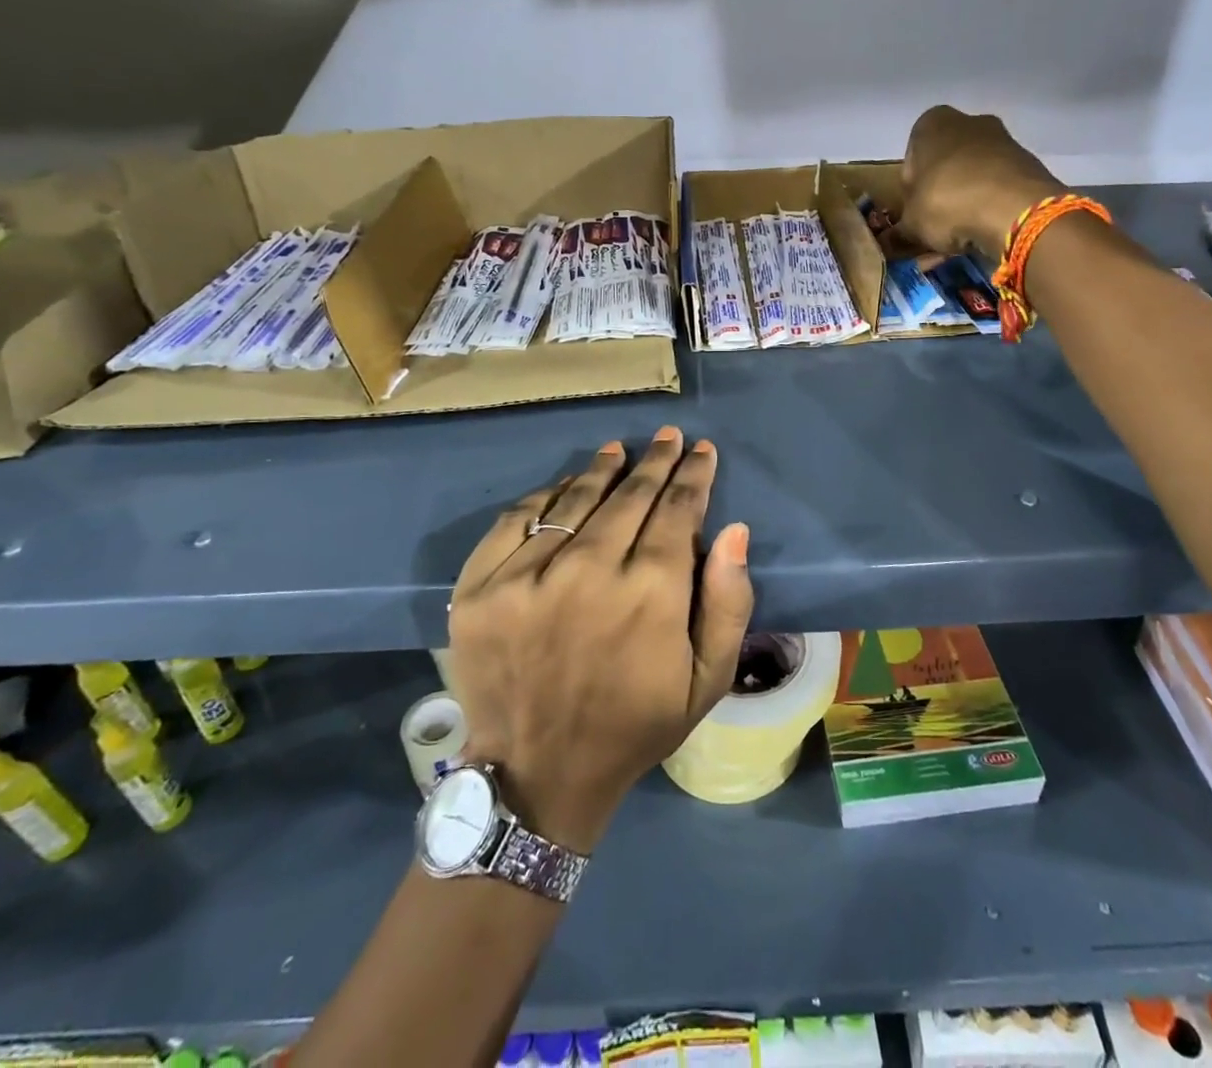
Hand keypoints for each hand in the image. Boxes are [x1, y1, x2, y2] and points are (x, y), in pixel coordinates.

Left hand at [444, 428, 753, 855]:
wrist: (538, 774)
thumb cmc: (634, 726)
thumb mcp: (705, 681)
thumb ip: (728, 603)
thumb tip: (733, 530)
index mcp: (649, 595)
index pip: (676, 510)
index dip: (693, 476)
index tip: (702, 451)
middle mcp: (589, 572)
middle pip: (629, 496)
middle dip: (655, 462)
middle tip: (667, 436)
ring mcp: (526, 577)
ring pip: (573, 499)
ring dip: (602, 470)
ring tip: (618, 450)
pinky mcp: (478, 588)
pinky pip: (516, 518)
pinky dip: (544, 495)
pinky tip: (564, 485)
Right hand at [892, 105, 1063, 257]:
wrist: (1016, 211)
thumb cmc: (947, 203)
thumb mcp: (911, 223)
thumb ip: (899, 230)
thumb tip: (888, 242)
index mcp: (930, 124)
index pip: (911, 159)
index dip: (910, 191)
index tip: (915, 214)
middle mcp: (967, 121)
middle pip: (945, 164)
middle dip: (941, 192)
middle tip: (938, 225)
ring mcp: (1002, 139)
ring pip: (973, 175)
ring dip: (966, 201)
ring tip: (964, 235)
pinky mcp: (1027, 162)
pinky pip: (998, 186)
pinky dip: (991, 205)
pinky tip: (987, 231)